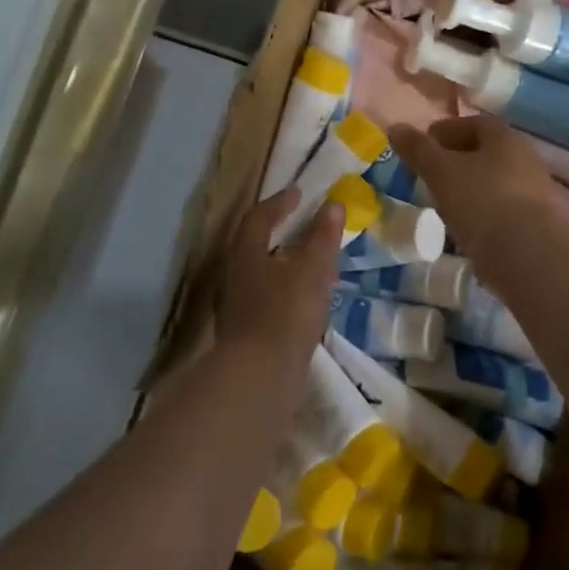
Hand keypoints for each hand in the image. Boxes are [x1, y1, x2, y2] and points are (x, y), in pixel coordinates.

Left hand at [214, 189, 341, 364]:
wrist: (260, 376)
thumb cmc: (286, 312)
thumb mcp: (312, 269)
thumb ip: (323, 237)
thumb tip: (334, 205)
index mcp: (245, 253)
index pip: (260, 217)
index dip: (280, 202)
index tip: (298, 192)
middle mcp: (234, 275)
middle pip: (257, 245)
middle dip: (283, 233)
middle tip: (307, 226)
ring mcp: (237, 305)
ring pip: (263, 273)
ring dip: (287, 264)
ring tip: (314, 264)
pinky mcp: (246, 332)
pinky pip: (268, 298)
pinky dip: (288, 289)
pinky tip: (307, 301)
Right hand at [392, 117, 568, 273]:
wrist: (528, 255)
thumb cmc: (481, 201)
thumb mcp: (440, 172)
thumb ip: (418, 150)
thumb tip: (396, 127)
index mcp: (505, 137)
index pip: (473, 123)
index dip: (446, 131)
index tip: (423, 145)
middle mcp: (525, 159)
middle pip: (485, 153)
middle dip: (456, 160)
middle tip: (429, 174)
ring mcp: (534, 193)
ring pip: (493, 182)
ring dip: (469, 188)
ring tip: (443, 203)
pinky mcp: (535, 224)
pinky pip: (501, 209)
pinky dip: (480, 213)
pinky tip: (464, 228)